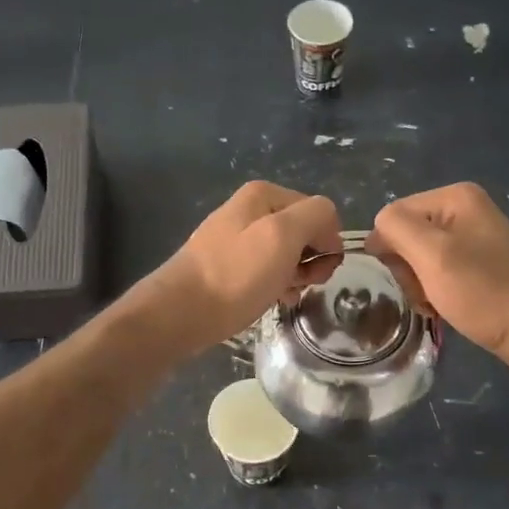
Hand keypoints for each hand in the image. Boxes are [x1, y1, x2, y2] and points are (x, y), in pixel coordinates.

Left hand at [134, 181, 342, 359]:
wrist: (180, 312)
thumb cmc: (236, 275)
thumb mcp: (283, 236)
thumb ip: (316, 216)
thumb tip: (328, 225)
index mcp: (263, 195)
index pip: (320, 211)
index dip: (327, 242)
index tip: (318, 270)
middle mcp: (249, 210)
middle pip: (303, 232)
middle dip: (311, 260)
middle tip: (301, 284)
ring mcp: (236, 238)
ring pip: (286, 254)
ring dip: (295, 276)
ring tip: (284, 295)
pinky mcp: (227, 266)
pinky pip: (265, 270)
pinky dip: (275, 285)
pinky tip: (271, 300)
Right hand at [368, 183, 508, 379]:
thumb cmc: (485, 291)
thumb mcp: (433, 255)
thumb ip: (397, 229)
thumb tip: (378, 230)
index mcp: (455, 197)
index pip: (393, 215)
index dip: (389, 249)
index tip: (407, 278)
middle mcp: (466, 210)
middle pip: (407, 236)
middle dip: (407, 269)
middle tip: (425, 293)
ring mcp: (477, 239)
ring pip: (422, 259)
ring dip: (420, 285)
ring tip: (436, 304)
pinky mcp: (483, 266)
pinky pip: (442, 273)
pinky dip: (437, 292)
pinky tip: (447, 308)